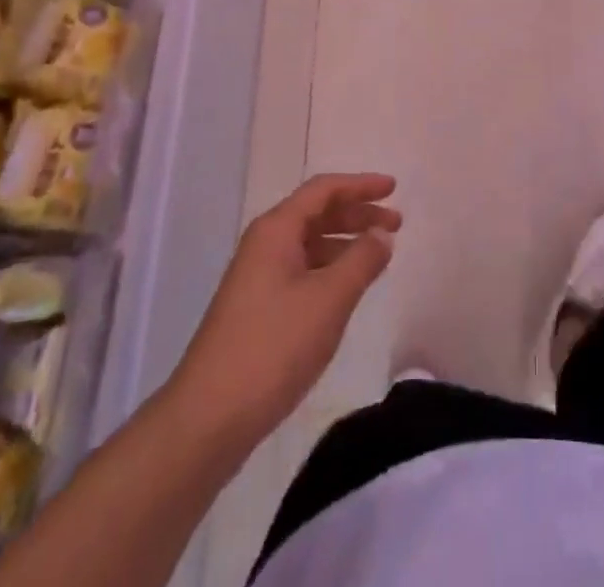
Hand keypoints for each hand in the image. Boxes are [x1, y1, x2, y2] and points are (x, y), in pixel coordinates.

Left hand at [170, 174, 399, 452]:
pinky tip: (347, 288)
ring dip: (345, 242)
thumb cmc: (273, 347)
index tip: (394, 188)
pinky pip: (301, 270)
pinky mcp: (257, 308)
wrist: (207, 419)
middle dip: (357, 214)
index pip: (324, 189)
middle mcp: (264, 244)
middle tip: (396, 224)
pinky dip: (330, 268)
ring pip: (309, 243)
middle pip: (317, 213)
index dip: (361, 185)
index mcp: (276, 230)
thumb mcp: (329, 299)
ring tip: (379, 255)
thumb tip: (381, 234)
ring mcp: (257, 277)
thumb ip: (361, 260)